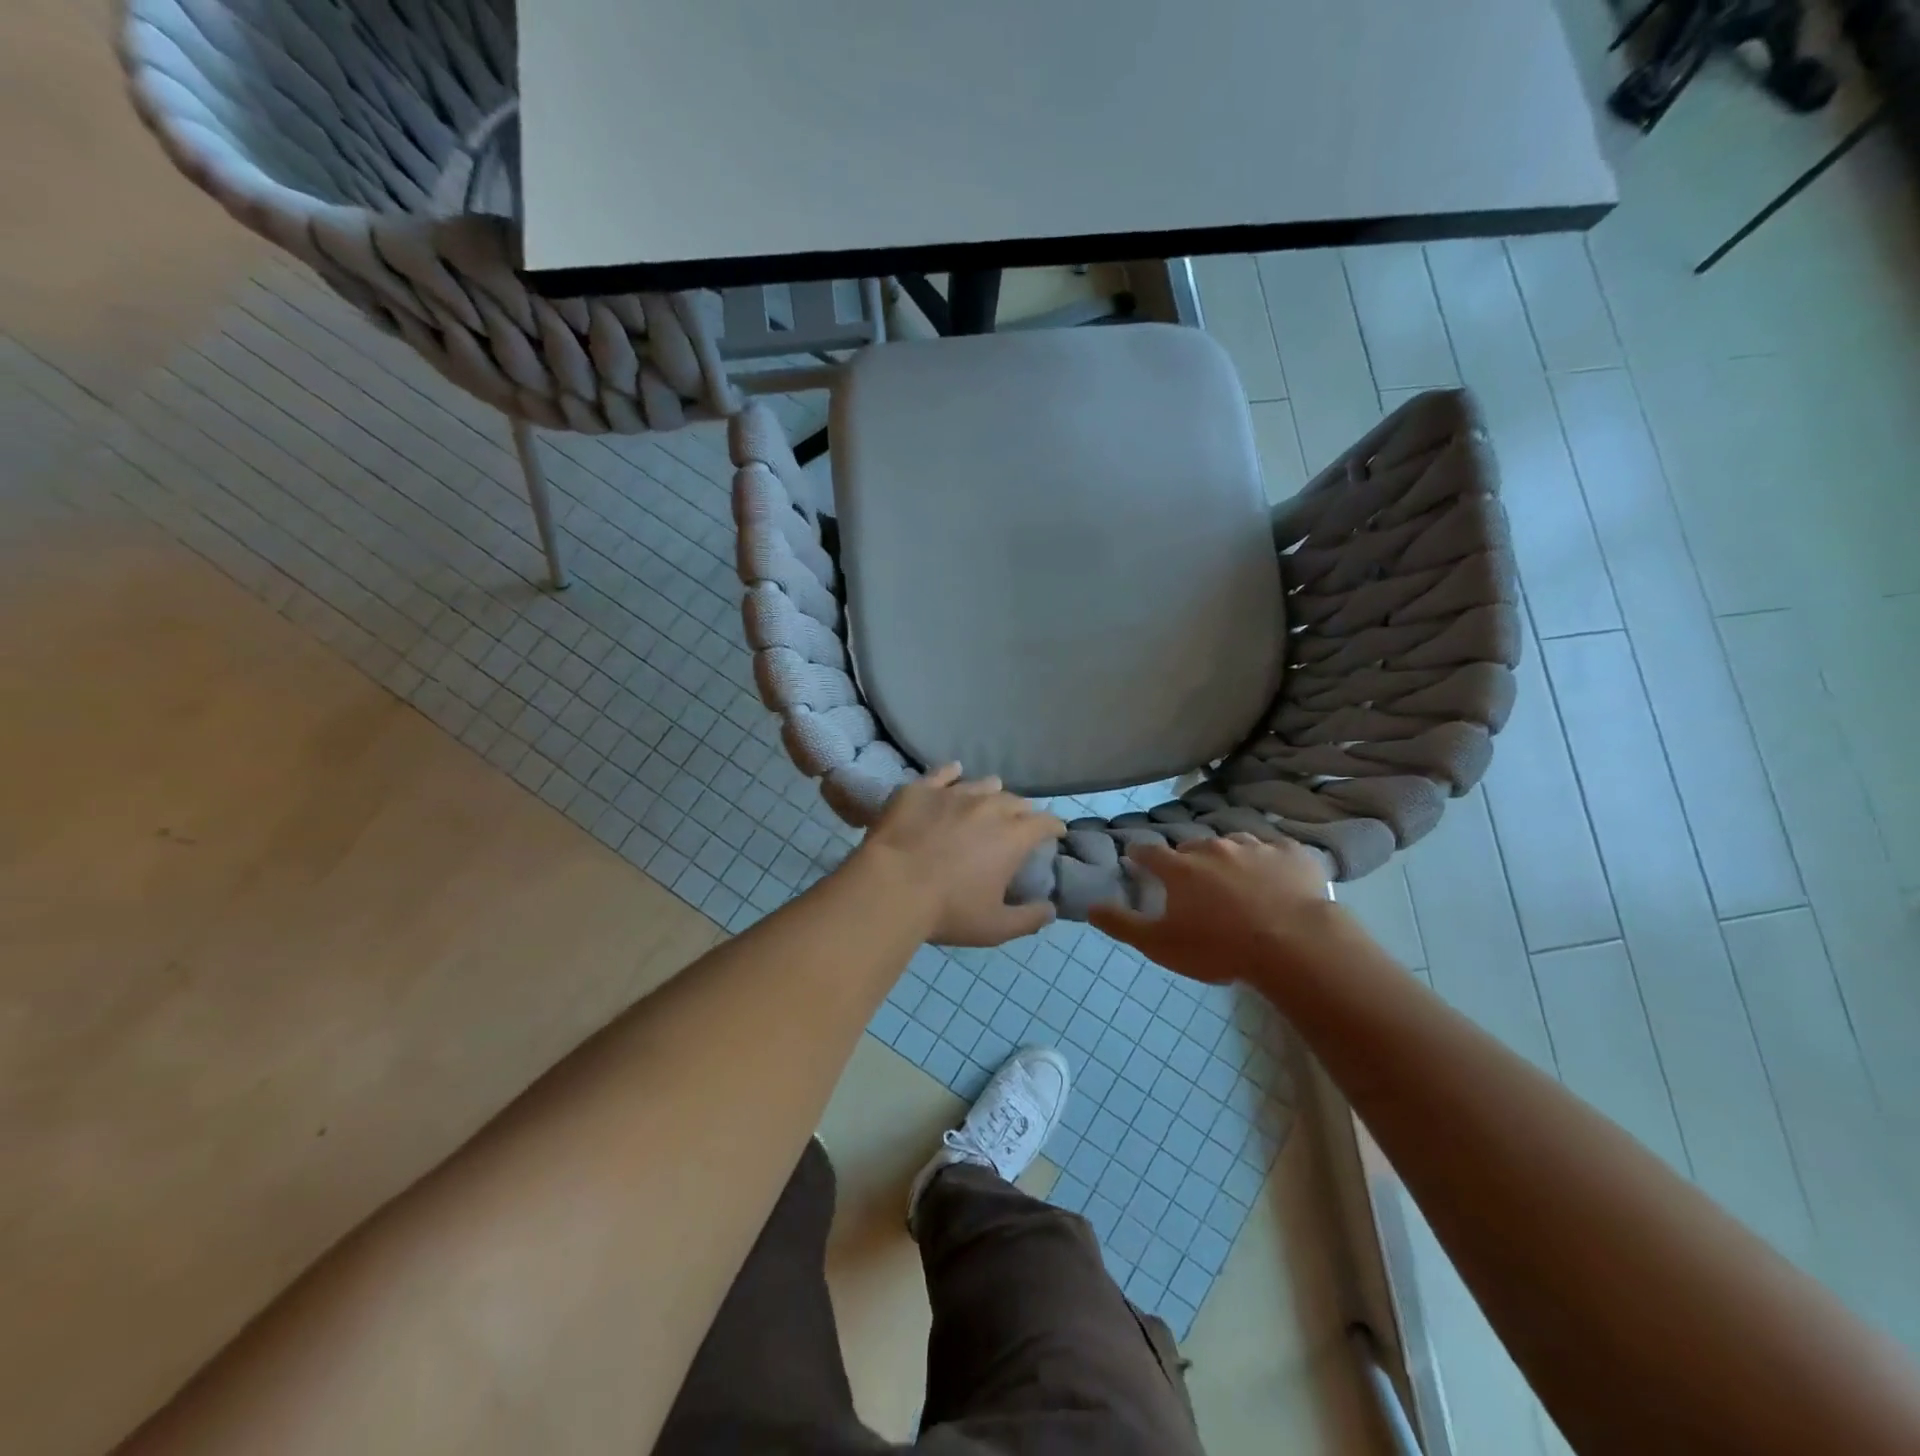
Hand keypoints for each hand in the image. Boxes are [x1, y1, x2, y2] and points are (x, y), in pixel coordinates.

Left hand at [857, 765, 1066, 946]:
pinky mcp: (921, 789)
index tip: (1055, 833)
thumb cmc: (947, 911)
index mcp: (1013, 837)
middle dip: (1022, 811)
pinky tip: (954, 772)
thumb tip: (1051, 910)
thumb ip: (1029, 919)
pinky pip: (943, 773)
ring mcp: (954, 793)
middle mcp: (989, 806)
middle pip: (1016, 801)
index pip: (1046, 822)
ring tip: (988, 799)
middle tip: (1018, 823)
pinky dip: (952, 773)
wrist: (891, 887)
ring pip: (983, 784)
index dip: (1054, 826)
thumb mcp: (995, 927)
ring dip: (991, 792)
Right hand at [1091, 833, 1339, 984]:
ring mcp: (1255, 847)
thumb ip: (1123, 925)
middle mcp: (1213, 847)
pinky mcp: (1292, 853)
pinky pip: (1276, 851)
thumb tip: (1090, 907)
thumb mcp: (1161, 945)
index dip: (1140, 855)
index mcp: (1180, 868)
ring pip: (1234, 845)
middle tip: (1193, 881)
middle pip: (1192, 847)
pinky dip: (1271, 862)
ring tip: (1236, 880)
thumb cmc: (1220, 947)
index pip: (1149, 852)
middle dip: (1188, 860)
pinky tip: (1277, 879)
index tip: (1136, 858)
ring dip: (1229, 858)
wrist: (1294, 945)